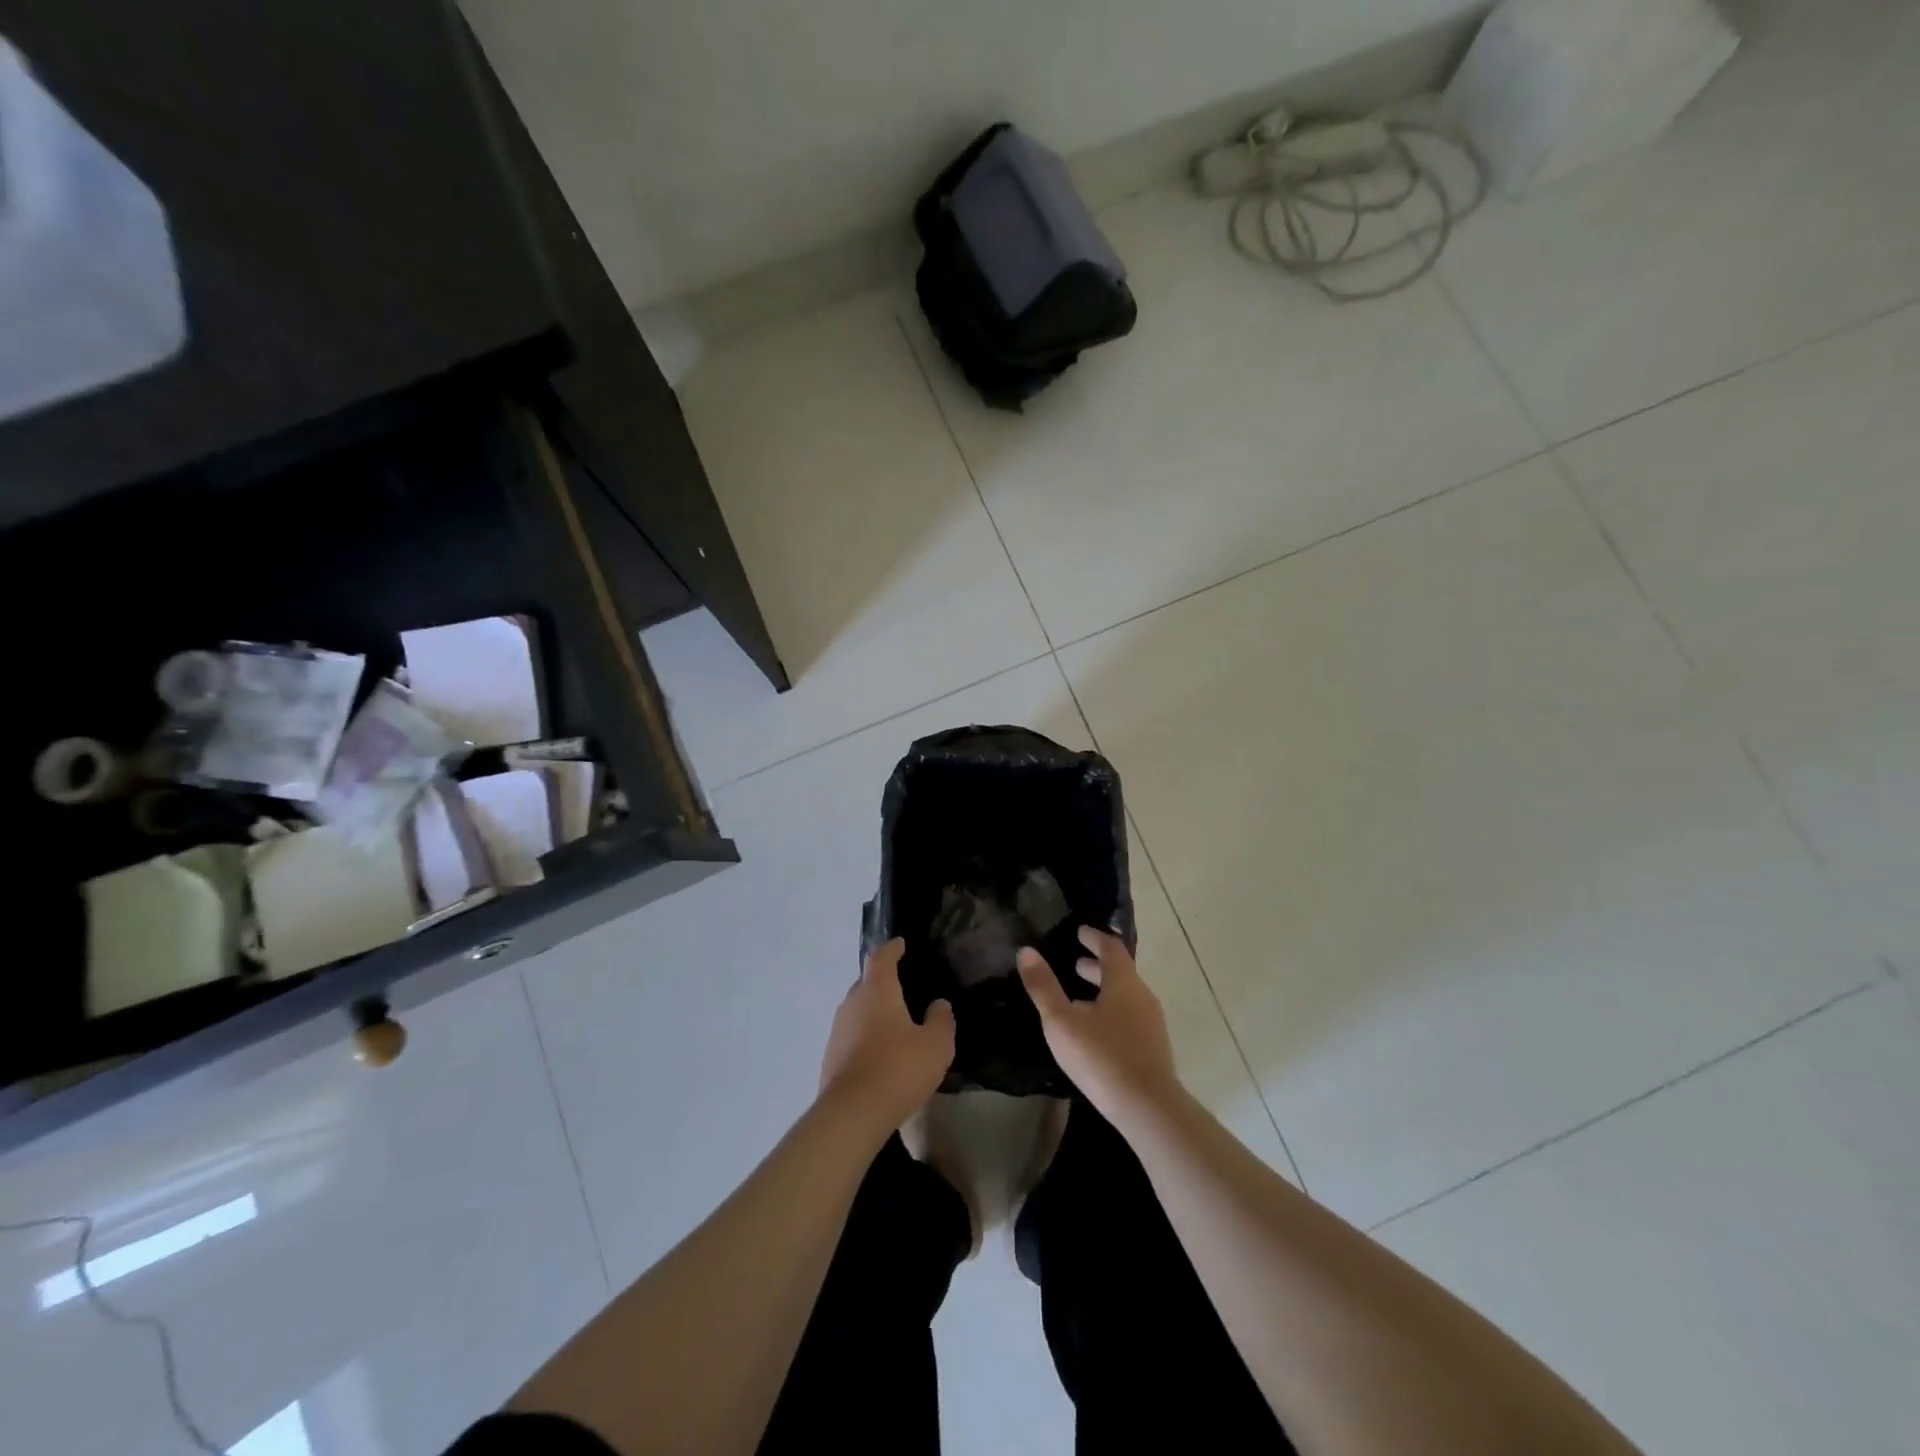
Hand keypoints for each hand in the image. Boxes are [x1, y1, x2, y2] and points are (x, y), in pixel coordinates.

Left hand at [819, 939, 954, 1133]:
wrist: (852, 1113)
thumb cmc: (898, 1068)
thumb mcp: (936, 1045)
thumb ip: (941, 1020)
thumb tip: (939, 1004)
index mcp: (877, 990)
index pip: (881, 958)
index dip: (892, 949)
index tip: (900, 944)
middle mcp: (852, 1003)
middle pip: (866, 983)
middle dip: (882, 982)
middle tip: (901, 988)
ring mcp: (837, 1030)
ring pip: (857, 1010)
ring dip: (873, 1012)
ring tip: (893, 1024)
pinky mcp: (830, 1057)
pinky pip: (851, 1035)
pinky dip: (865, 1036)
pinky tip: (880, 1054)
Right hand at [1018, 926, 1178, 1121]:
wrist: (1147, 1108)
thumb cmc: (1101, 1056)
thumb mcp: (1061, 1021)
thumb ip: (1043, 987)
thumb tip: (1026, 951)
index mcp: (1123, 981)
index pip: (1110, 947)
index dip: (1094, 937)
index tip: (1080, 931)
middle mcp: (1142, 995)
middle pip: (1120, 971)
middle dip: (1097, 965)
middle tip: (1075, 962)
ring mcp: (1151, 1022)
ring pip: (1126, 995)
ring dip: (1104, 989)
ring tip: (1080, 997)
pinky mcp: (1153, 1047)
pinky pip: (1130, 1016)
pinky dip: (1112, 1010)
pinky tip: (1095, 1030)